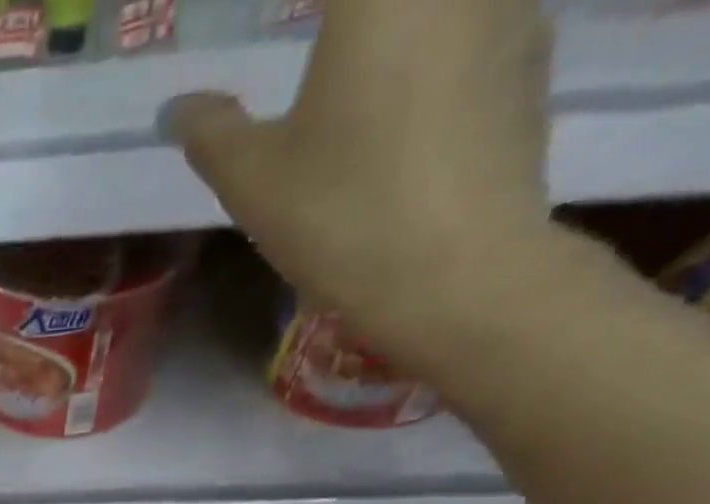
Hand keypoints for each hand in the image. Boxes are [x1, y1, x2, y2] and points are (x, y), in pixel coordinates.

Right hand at [164, 0, 555, 357]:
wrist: (456, 271)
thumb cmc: (342, 214)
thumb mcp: (253, 180)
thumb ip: (212, 133)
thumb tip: (178, 108)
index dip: (295, 10)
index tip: (273, 25)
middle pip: (379, 2)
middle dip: (349, 23)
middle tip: (310, 37)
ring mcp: (509, 3)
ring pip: (436, 9)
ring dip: (394, 32)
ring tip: (354, 76)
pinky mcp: (532, 55)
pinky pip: (474, 25)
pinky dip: (437, 49)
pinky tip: (408, 105)